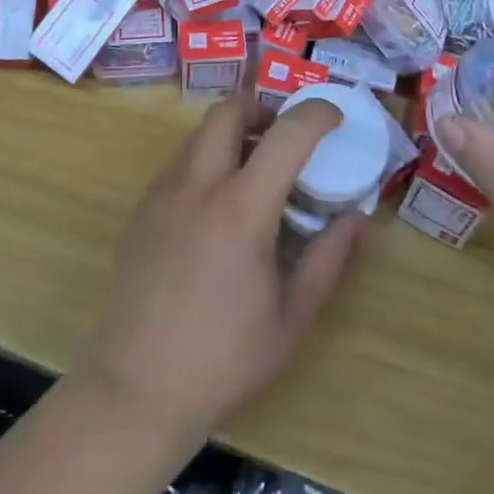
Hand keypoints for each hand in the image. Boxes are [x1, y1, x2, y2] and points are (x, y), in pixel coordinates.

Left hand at [68, 96, 365, 447]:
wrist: (135, 386)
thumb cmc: (224, 357)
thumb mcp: (292, 316)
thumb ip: (329, 258)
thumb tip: (358, 218)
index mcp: (242, 208)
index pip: (286, 134)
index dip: (316, 113)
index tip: (335, 117)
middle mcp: (198, 184)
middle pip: (228, 109)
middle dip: (262, 107)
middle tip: (285, 137)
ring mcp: (163, 192)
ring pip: (200, 133)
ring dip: (233, 133)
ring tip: (255, 171)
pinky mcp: (142, 208)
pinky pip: (180, 161)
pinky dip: (207, 159)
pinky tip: (218, 206)